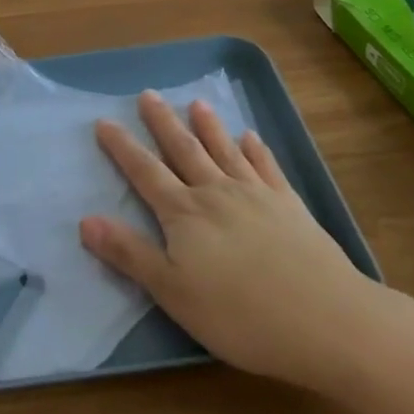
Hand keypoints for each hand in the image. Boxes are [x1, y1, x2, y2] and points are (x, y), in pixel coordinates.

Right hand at [80, 92, 403, 395]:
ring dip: (209, 126)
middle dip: (162, 122)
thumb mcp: (173, 293)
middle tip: (148, 94)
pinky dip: (257, 150)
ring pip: (224, 150)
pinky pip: (267, 168)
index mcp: (184, 214)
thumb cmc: (241, 315)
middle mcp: (216, 192)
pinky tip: (252, 138)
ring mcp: (256, 195)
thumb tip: (86, 220)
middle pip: (183, 150)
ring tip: (197, 103)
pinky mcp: (289, 206)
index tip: (104, 121)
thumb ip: (130, 254)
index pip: (145, 172)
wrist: (327, 319)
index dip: (122, 148)